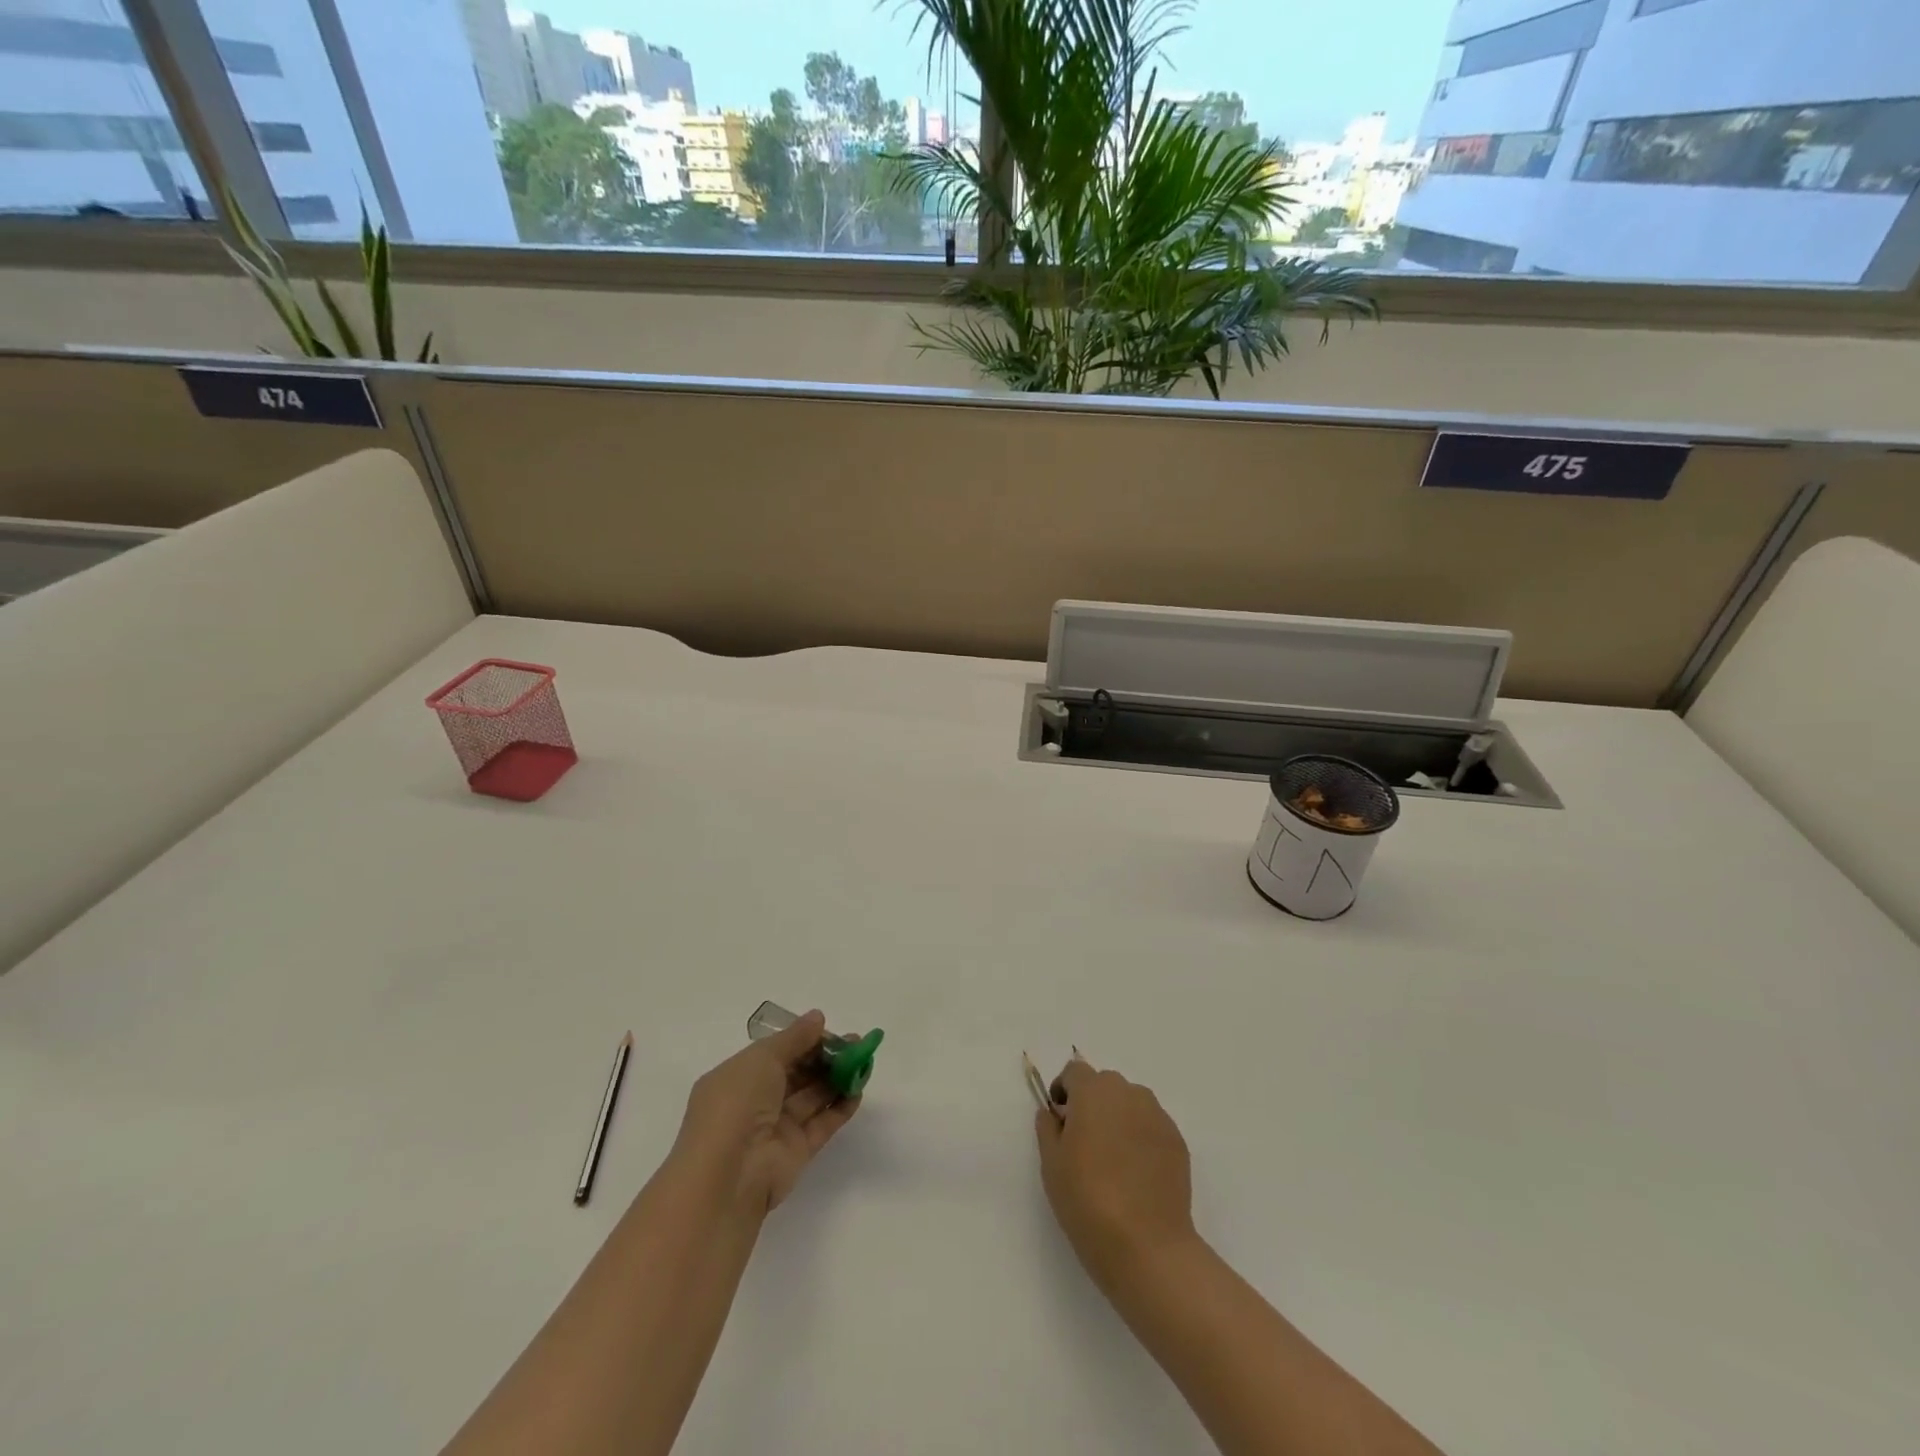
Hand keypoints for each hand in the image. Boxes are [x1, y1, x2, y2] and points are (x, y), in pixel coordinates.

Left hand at [670, 1010, 861, 1215]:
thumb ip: (794, 1038)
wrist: (729, 1175)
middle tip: (856, 1044)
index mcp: (737, 1078)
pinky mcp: (796, 1153)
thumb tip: (818, 1017)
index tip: (830, 1031)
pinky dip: (840, 1107)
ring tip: (864, 1062)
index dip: (803, 1040)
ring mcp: (775, 1129)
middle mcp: (755, 1102)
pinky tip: (858, 1091)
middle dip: (825, 1057)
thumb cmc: (737, 1103)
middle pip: (796, 1074)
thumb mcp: (762, 1058)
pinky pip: (821, 1124)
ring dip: (837, 1079)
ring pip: (811, 1097)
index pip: (775, 1053)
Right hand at [1035, 1054, 1198, 1290]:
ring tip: (1113, 1161)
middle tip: (1084, 1144)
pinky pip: (1151, 1128)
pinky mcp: (1178, 1142)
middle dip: (1093, 1104)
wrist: (1147, 1246)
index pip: (1075, 1072)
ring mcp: (1157, 1116)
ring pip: (1131, 1105)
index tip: (1060, 1120)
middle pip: (1105, 1086)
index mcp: (1093, 1091)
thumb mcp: (1051, 1164)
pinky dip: (1141, 1139)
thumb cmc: (1088, 1200)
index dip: (1064, 1091)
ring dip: (1119, 1119)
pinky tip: (1136, 1175)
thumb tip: (1054, 1113)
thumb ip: (1048, 1128)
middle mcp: (1128, 1093)